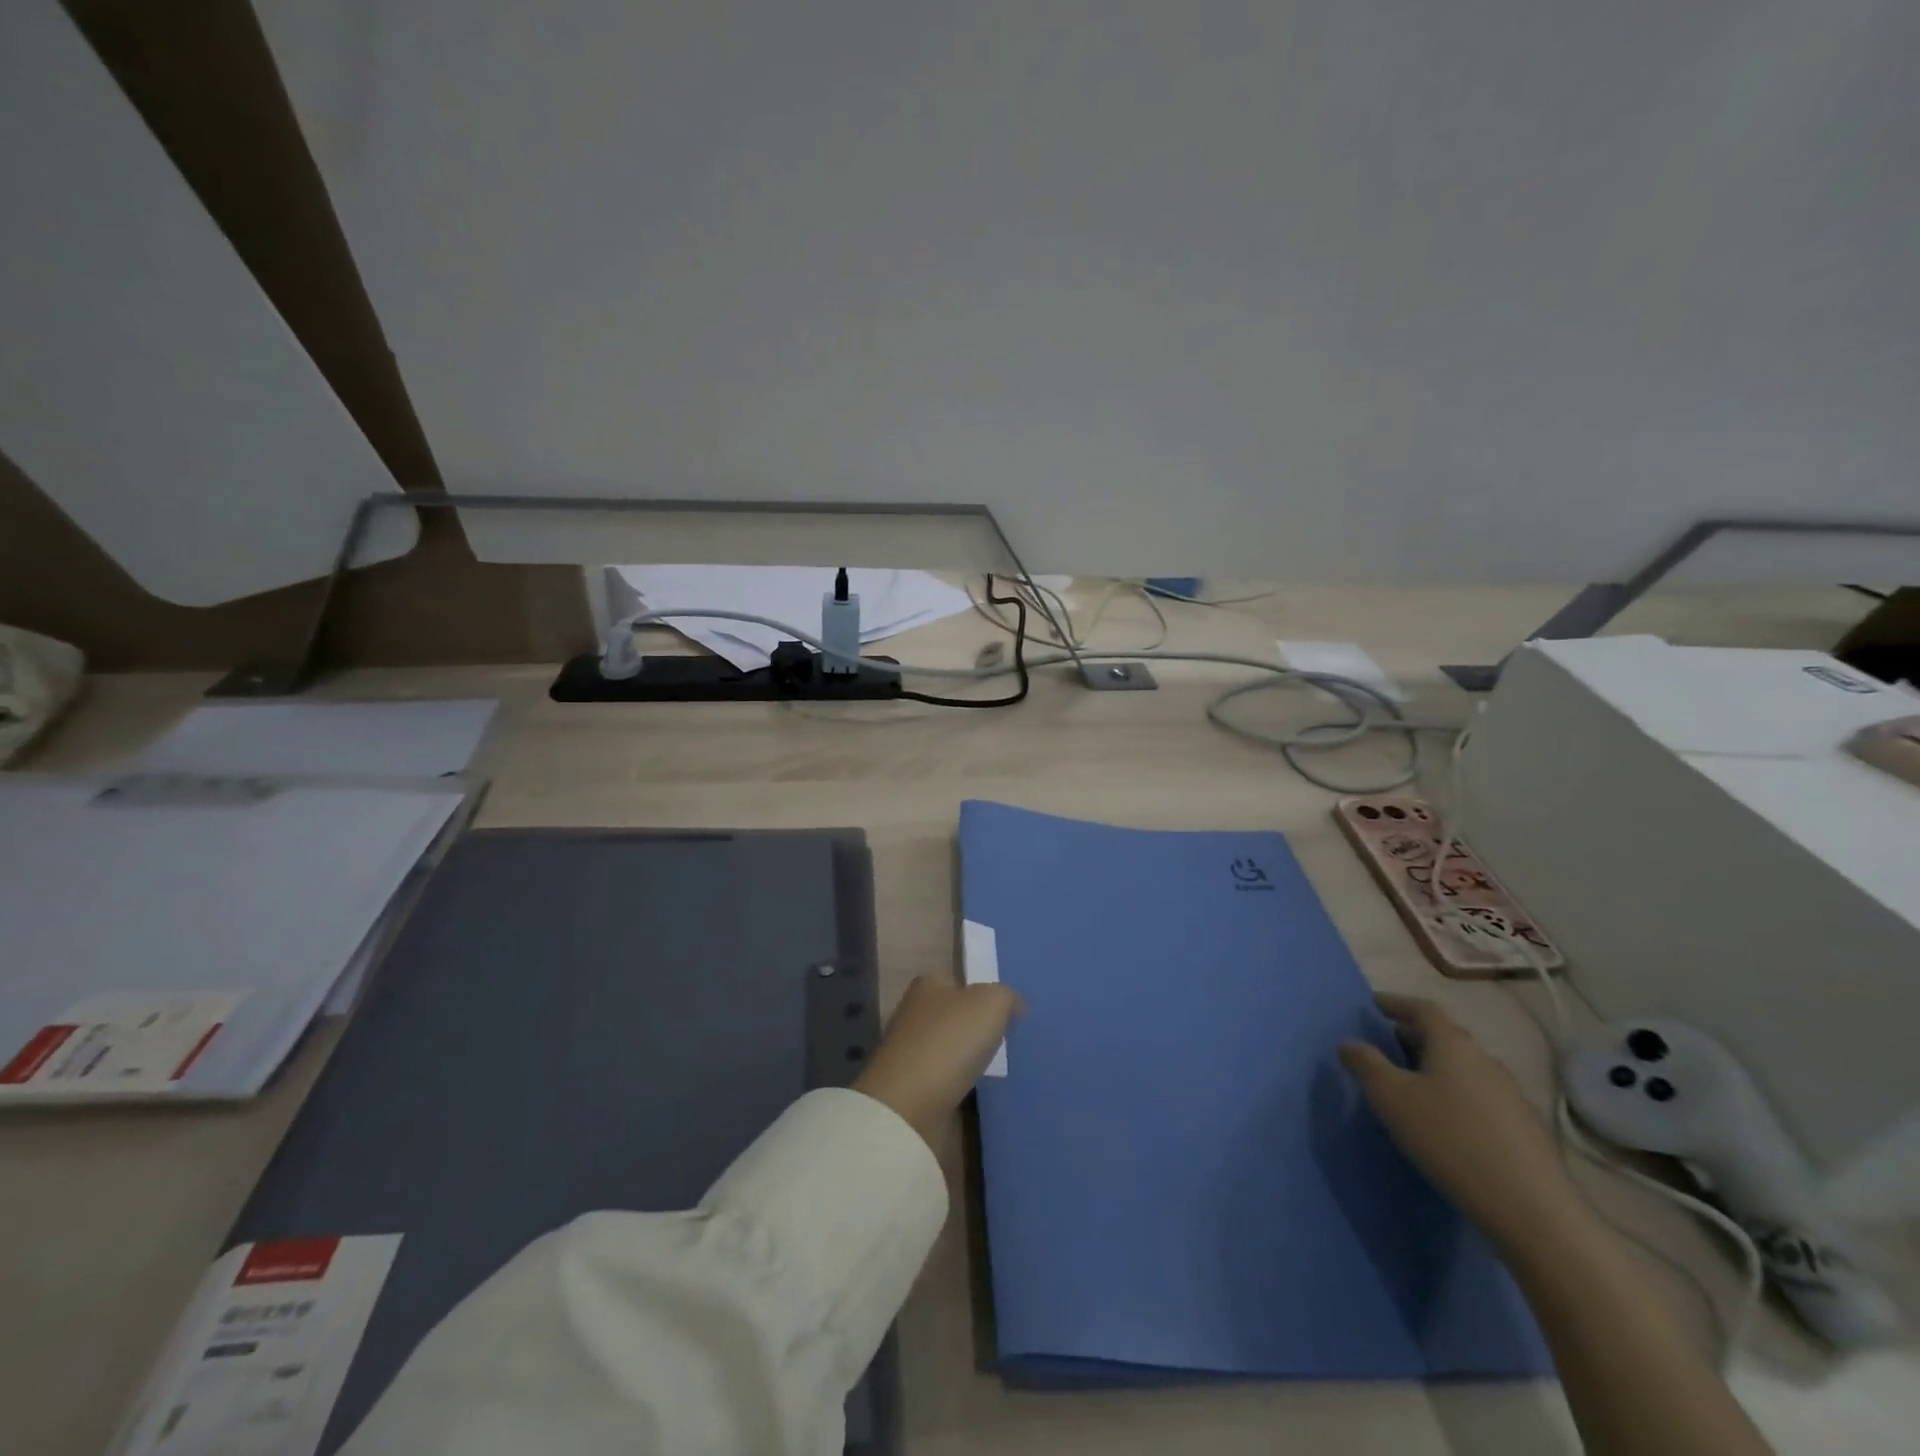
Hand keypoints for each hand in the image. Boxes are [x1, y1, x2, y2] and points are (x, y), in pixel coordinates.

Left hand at [854, 977, 1024, 1148]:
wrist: (910, 1105)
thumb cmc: (950, 1041)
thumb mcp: (991, 1003)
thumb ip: (1006, 997)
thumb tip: (1014, 1006)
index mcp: (927, 986)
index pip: (957, 983)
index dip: (981, 995)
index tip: (1004, 1015)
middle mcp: (913, 1014)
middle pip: (952, 1016)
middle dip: (974, 1029)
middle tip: (1006, 1042)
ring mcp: (908, 1053)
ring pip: (947, 1049)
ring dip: (966, 1059)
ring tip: (996, 1069)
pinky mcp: (909, 1088)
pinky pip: (943, 1080)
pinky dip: (957, 1085)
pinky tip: (976, 1091)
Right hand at [1339, 994, 1588, 1252]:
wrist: (1531, 1208)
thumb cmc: (1449, 1138)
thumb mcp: (1391, 1098)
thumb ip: (1366, 1065)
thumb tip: (1349, 1043)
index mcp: (1453, 1045)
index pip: (1423, 1009)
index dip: (1397, 1002)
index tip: (1375, 1003)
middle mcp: (1485, 1060)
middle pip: (1446, 1036)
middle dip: (1415, 1035)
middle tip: (1389, 1043)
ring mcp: (1511, 1094)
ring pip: (1465, 1067)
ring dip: (1437, 1066)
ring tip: (1414, 1083)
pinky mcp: (1525, 1128)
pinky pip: (1480, 1095)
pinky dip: (1456, 1093)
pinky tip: (1446, 1120)